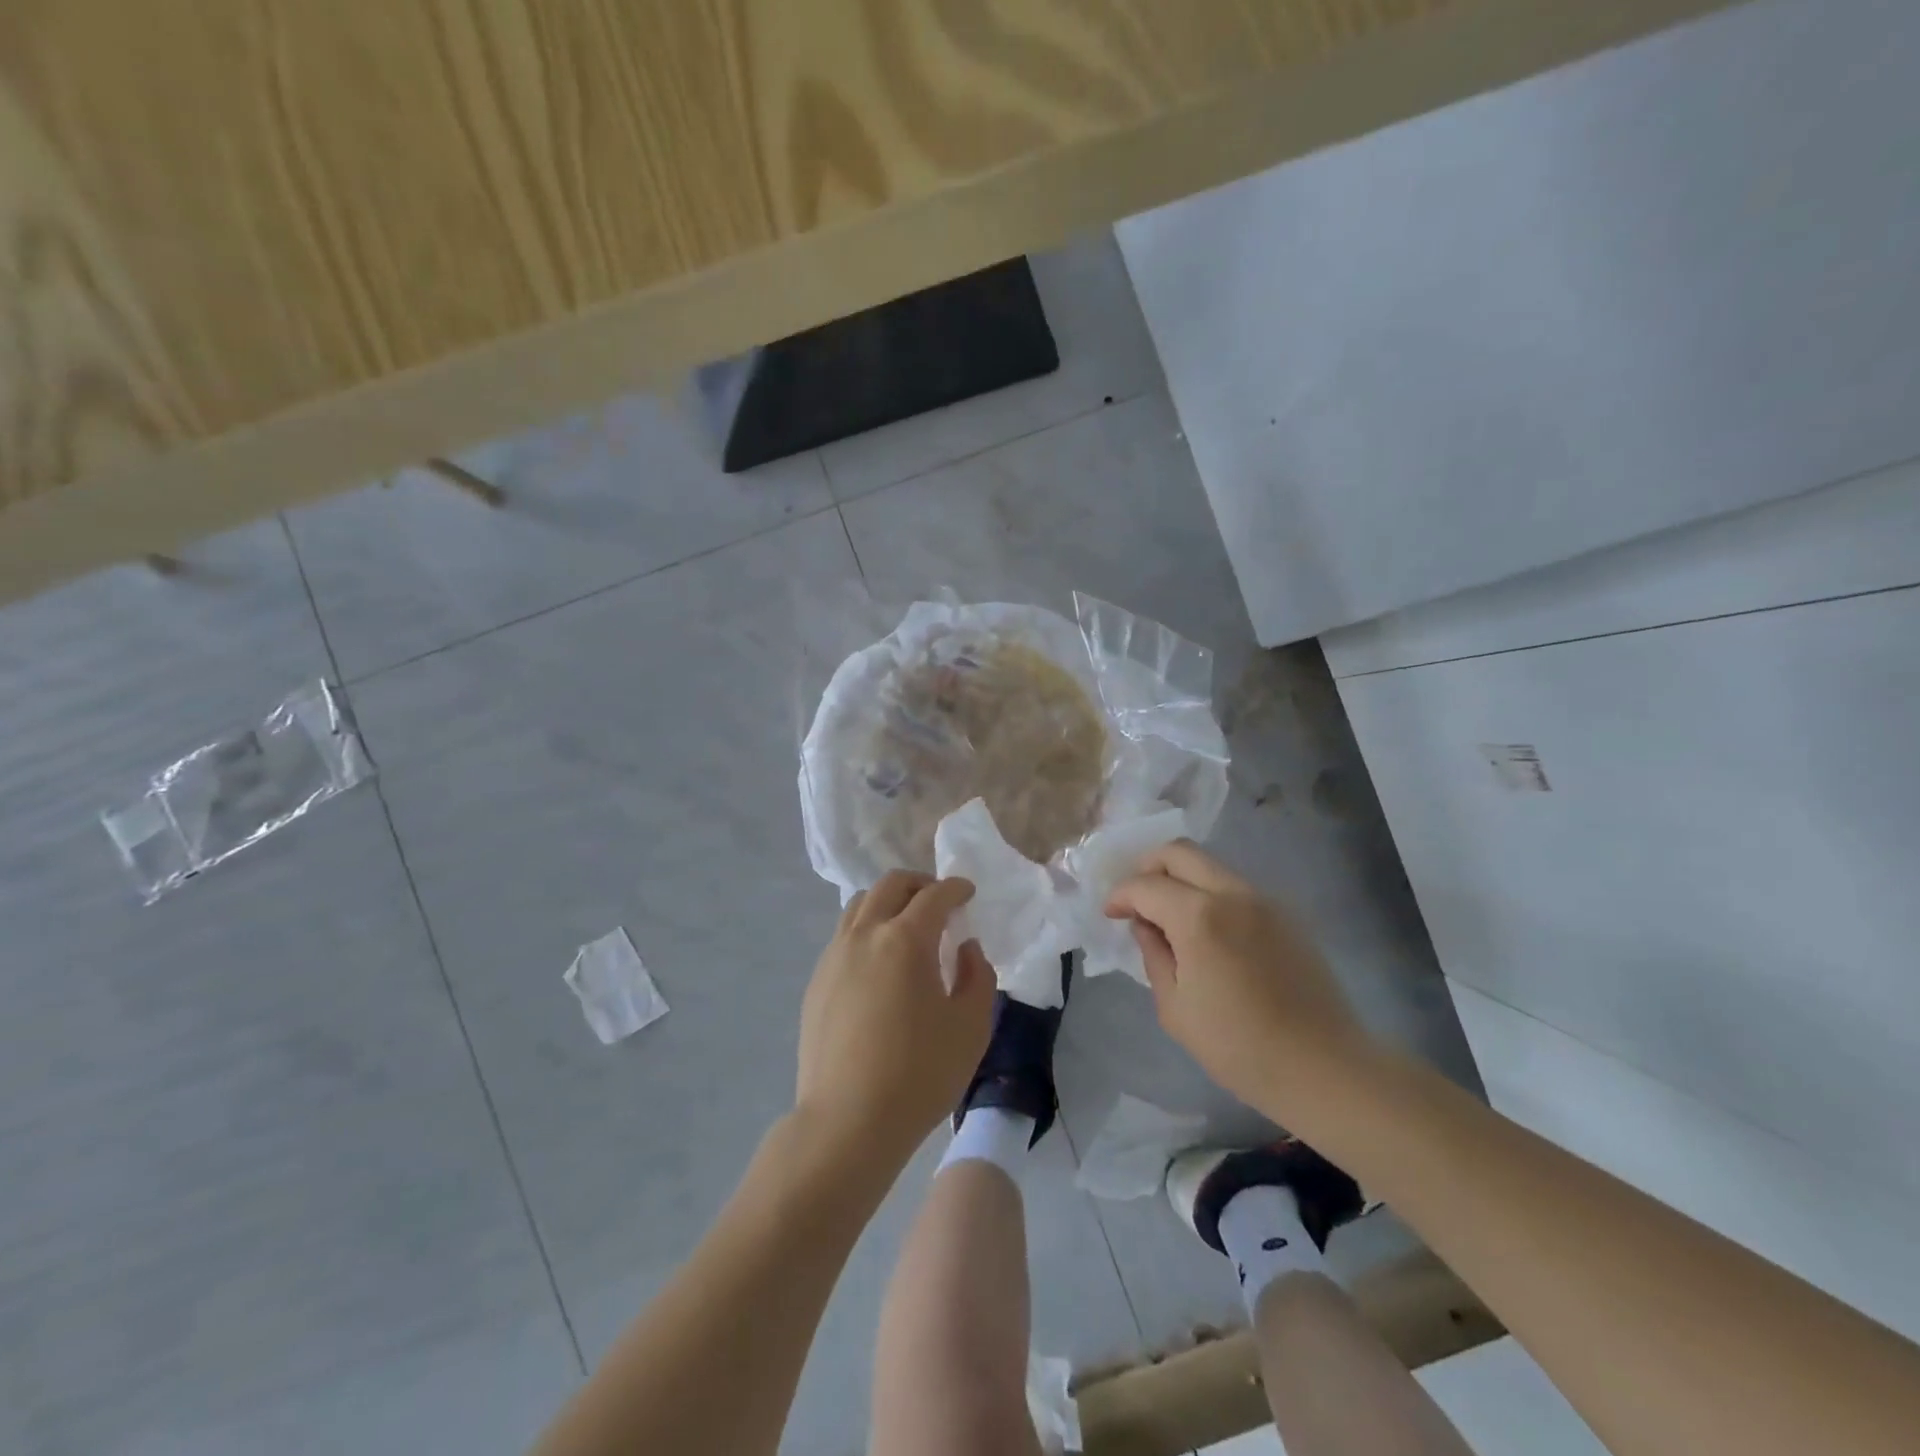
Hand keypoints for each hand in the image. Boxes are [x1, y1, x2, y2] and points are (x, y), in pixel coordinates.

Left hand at [796, 871, 995, 1170]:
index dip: (955, 888)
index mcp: (905, 940)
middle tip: (939, 901)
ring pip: (860, 905)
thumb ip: (977, 976)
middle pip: (890, 885)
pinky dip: (866, 928)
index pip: (934, 896)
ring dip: (888, 902)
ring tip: (906, 925)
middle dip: (919, 884)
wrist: (848, 1122)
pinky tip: (879, 960)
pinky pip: (843, 934)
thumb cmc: (919, 1074)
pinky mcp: (817, 981)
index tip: (967, 892)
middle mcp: (865, 935)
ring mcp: (834, 956)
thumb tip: (965, 948)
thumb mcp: (971, 1027)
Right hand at [1104, 841, 1372, 1114]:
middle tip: (1137, 900)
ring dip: (1181, 879)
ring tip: (1169, 918)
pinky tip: (1207, 933)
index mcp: (1199, 917)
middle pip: (1179, 851)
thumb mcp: (1175, 1008)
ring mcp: (1264, 900)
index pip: (1146, 885)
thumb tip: (1145, 925)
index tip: (1111, 915)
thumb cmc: (1239, 1047)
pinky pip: (1235, 887)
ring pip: (1209, 865)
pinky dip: (1209, 894)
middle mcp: (1232, 894)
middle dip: (1148, 868)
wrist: (1324, 1068)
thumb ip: (1154, 955)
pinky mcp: (1286, 915)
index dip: (1120, 895)